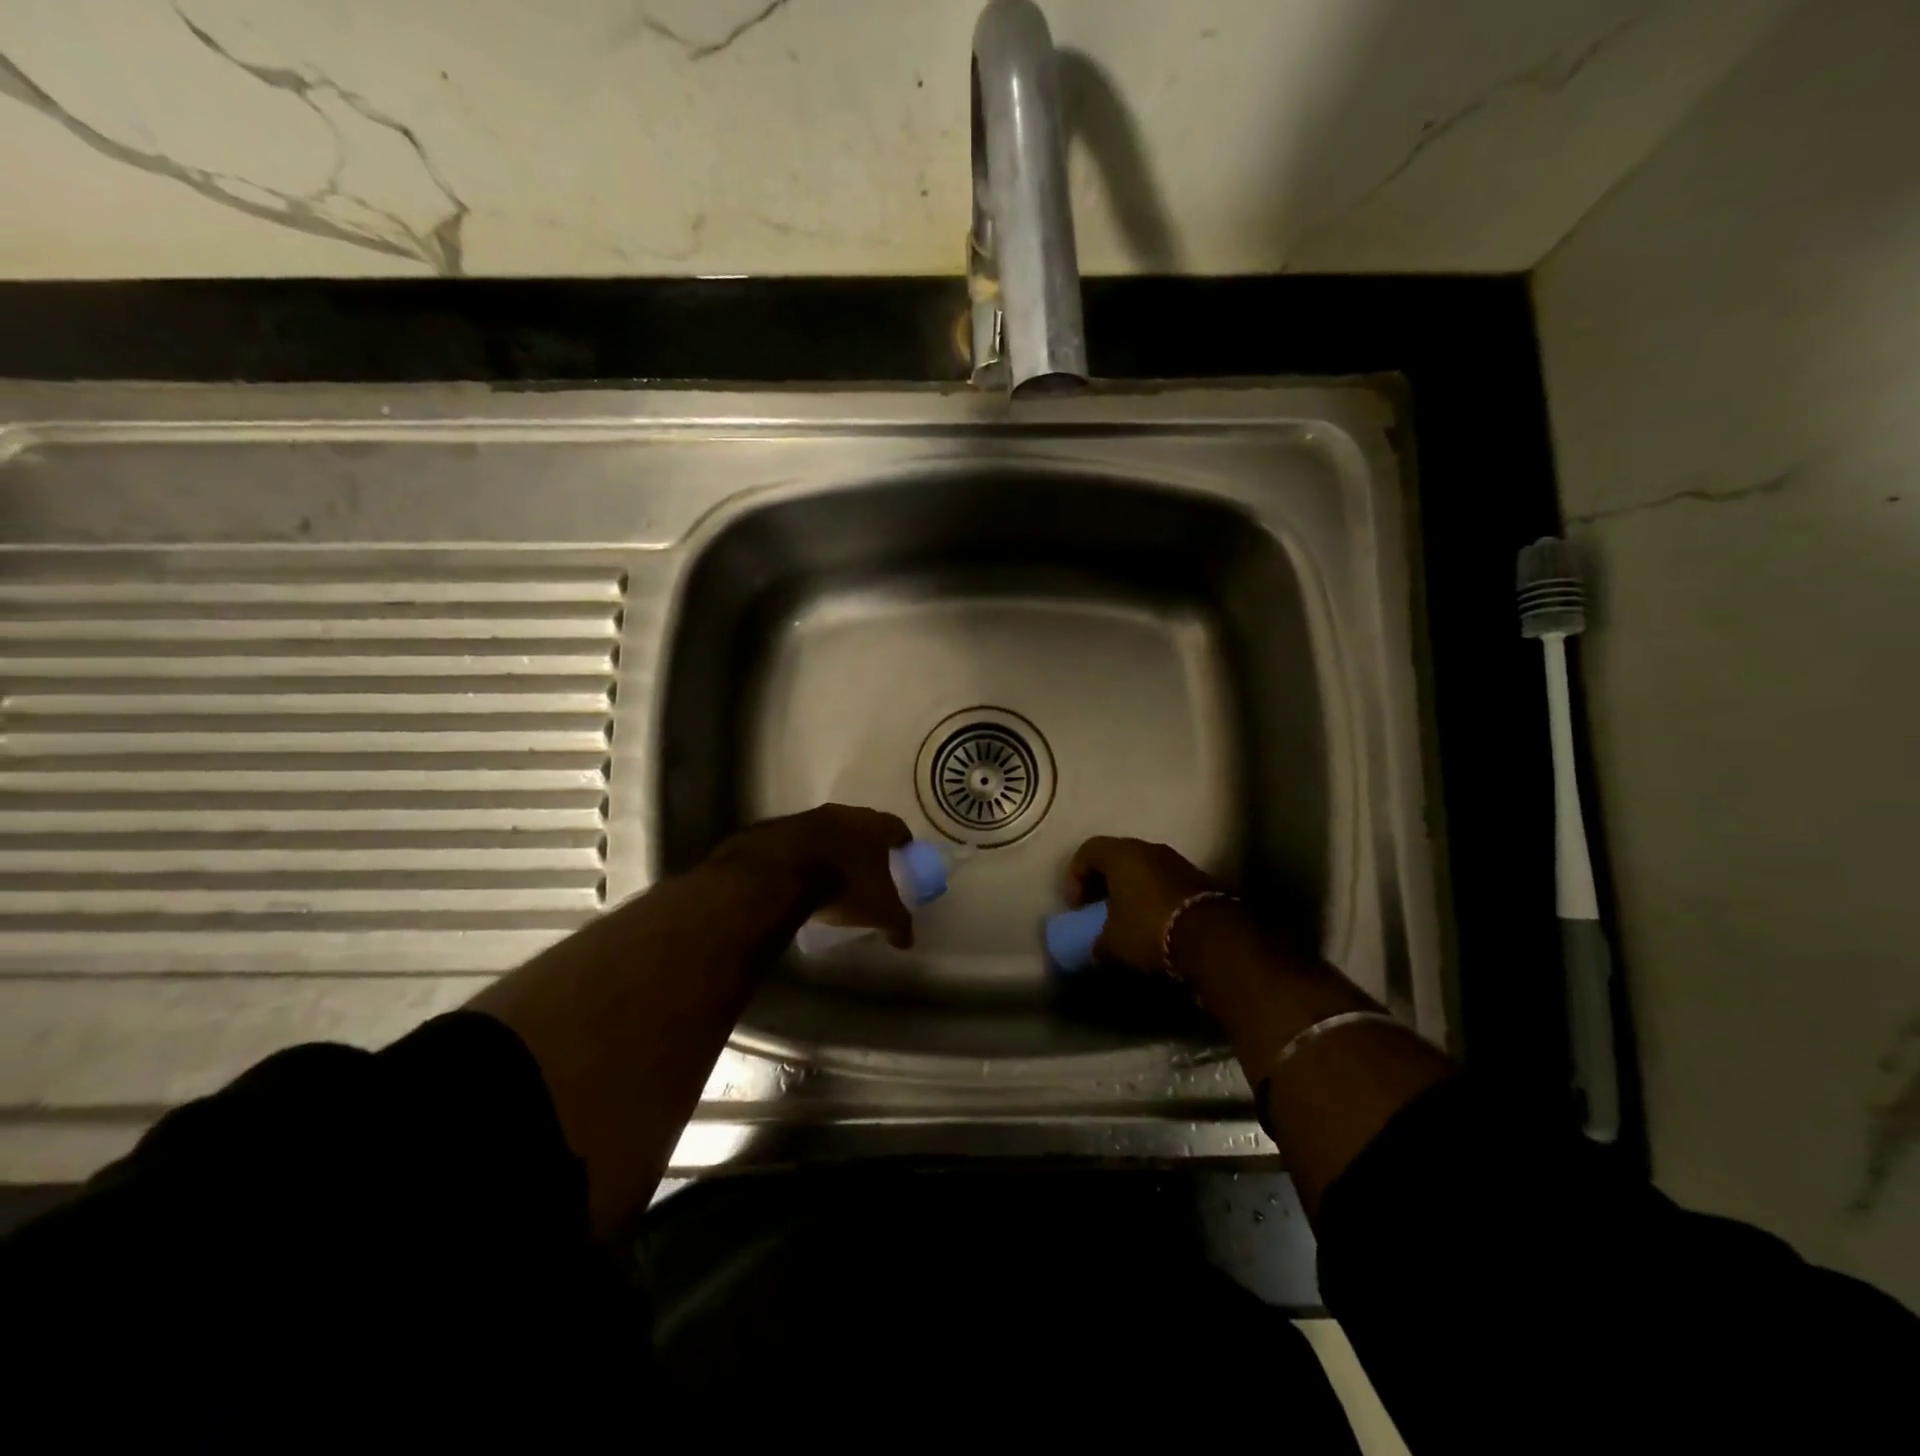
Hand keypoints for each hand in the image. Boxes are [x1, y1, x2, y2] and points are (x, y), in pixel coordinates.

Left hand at [709, 804, 914, 947]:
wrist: (782, 873)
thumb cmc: (844, 885)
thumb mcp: (879, 911)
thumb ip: (897, 923)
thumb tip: (907, 940)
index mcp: (875, 826)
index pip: (897, 828)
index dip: (902, 842)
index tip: (904, 856)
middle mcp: (846, 813)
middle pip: (863, 825)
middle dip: (867, 843)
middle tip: (869, 866)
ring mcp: (810, 816)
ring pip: (830, 829)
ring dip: (834, 846)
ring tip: (834, 872)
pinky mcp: (780, 827)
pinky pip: (801, 840)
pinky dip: (806, 854)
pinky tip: (804, 874)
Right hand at [1065, 836, 1220, 972]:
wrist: (1213, 939)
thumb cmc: (1149, 930)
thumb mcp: (1111, 944)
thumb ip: (1096, 943)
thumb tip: (1096, 950)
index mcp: (1121, 854)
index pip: (1087, 850)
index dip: (1074, 877)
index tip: (1077, 907)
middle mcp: (1149, 849)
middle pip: (1116, 857)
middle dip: (1103, 883)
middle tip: (1097, 910)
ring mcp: (1178, 861)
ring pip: (1143, 868)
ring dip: (1130, 890)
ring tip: (1126, 919)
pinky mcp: (1199, 879)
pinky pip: (1165, 881)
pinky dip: (1153, 897)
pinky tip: (1153, 923)